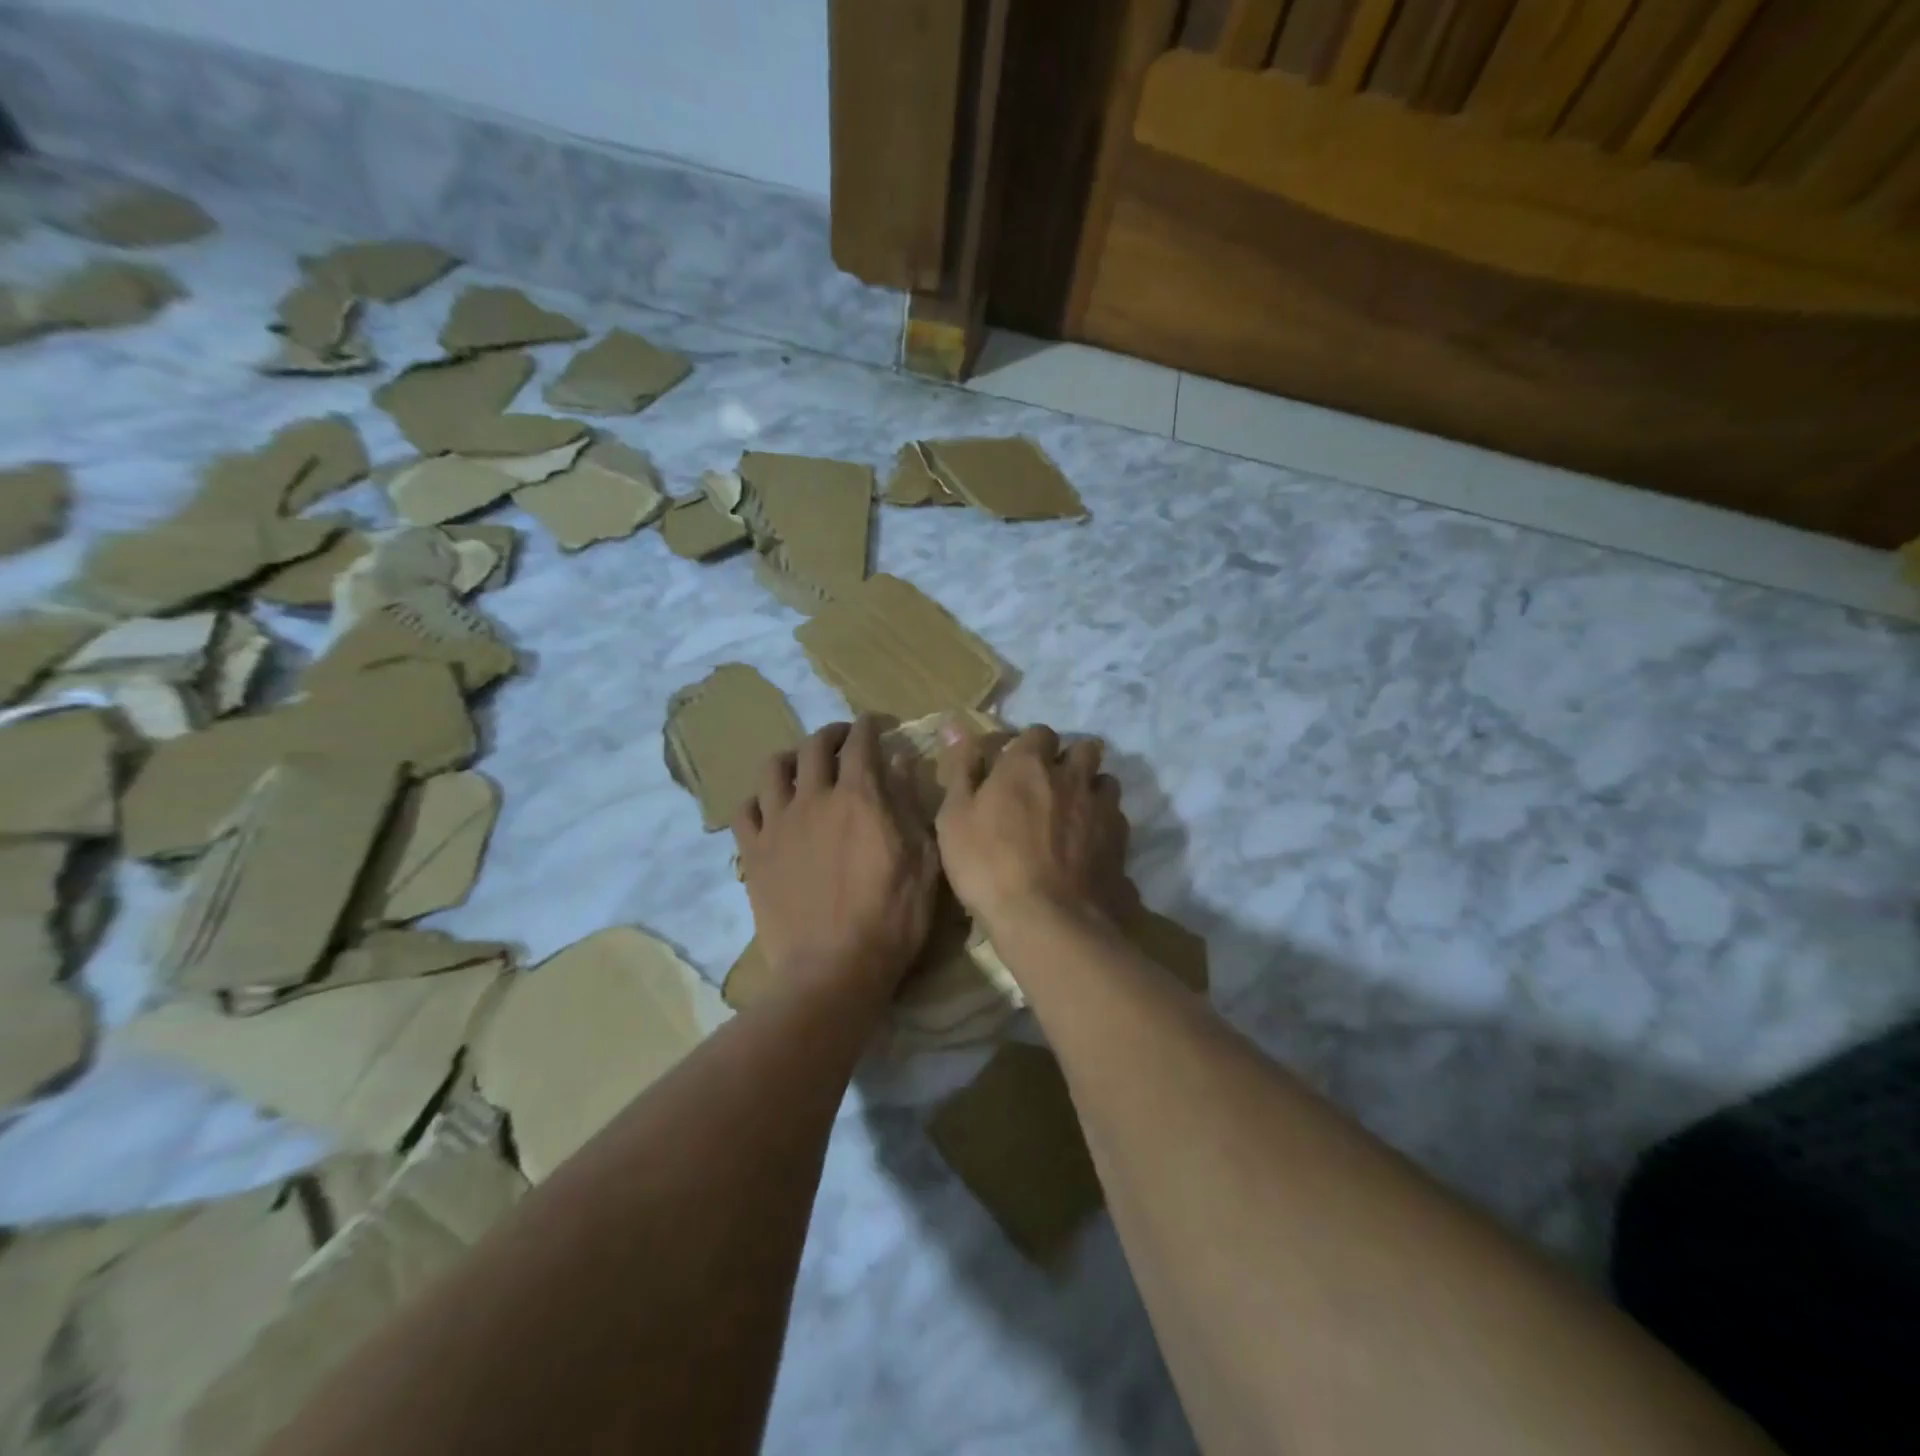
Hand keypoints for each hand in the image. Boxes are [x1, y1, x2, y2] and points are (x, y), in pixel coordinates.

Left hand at [733, 717, 940, 999]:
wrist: (833, 969)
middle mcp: (814, 799)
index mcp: (859, 797)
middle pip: (815, 746)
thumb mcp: (923, 860)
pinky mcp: (753, 854)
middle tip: (844, 739)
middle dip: (832, 734)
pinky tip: (769, 807)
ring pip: (773, 769)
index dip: (869, 726)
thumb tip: (899, 760)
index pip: (861, 743)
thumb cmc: (892, 917)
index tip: (875, 724)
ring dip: (790, 757)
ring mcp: (778, 825)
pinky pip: (744, 810)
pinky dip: (757, 799)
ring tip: (801, 766)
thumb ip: (910, 804)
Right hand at [934, 723, 1131, 934]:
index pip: (1039, 733)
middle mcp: (1072, 777)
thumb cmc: (989, 865)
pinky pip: (1118, 821)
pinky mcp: (1122, 844)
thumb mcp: (954, 817)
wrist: (1048, 921)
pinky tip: (1090, 849)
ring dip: (1092, 790)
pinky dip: (1105, 827)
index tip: (1017, 767)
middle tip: (1052, 785)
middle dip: (1071, 760)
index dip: (1030, 747)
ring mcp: (1103, 810)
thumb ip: (960, 768)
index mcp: (1029, 765)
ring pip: (1107, 783)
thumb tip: (955, 722)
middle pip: (1085, 749)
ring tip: (1076, 814)